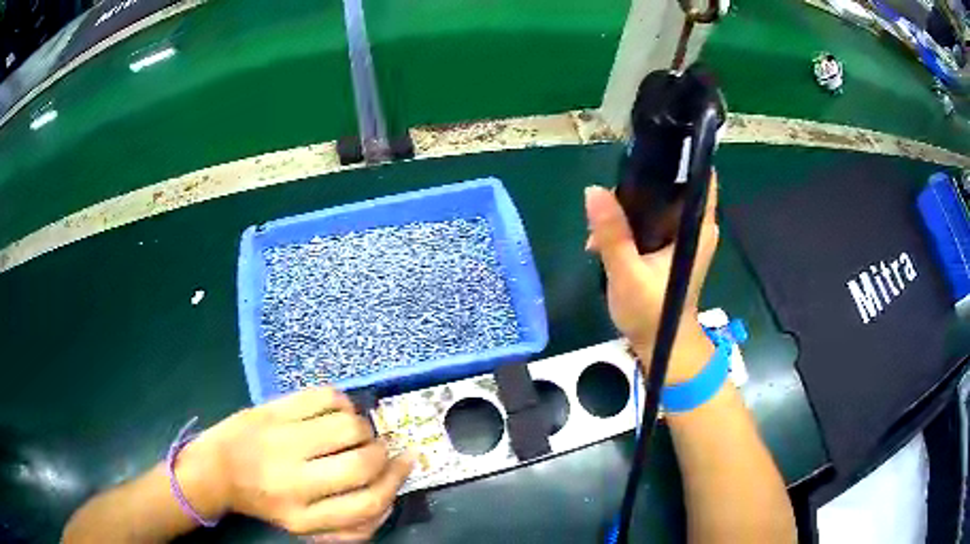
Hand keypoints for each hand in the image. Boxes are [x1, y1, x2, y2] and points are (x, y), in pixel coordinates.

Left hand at [190, 387, 412, 541]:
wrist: (216, 469)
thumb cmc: (265, 501)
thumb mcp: (305, 526)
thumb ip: (349, 525)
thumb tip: (389, 497)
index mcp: (303, 516)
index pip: (368, 504)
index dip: (395, 483)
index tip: (405, 466)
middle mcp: (294, 481)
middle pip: (363, 464)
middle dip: (384, 454)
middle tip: (381, 449)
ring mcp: (282, 440)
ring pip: (349, 426)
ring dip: (364, 428)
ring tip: (355, 431)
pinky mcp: (273, 410)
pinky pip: (325, 396)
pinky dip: (343, 402)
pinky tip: (337, 411)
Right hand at [585, 175, 719, 383]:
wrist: (661, 346)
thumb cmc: (651, 313)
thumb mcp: (627, 273)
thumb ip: (612, 232)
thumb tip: (593, 191)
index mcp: (697, 228)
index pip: (700, 177)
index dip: (680, 156)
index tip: (650, 147)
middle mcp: (695, 226)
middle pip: (673, 186)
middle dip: (641, 184)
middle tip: (608, 195)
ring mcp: (683, 236)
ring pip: (658, 203)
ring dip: (630, 207)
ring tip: (600, 224)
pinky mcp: (670, 246)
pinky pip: (651, 220)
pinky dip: (630, 223)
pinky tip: (605, 237)